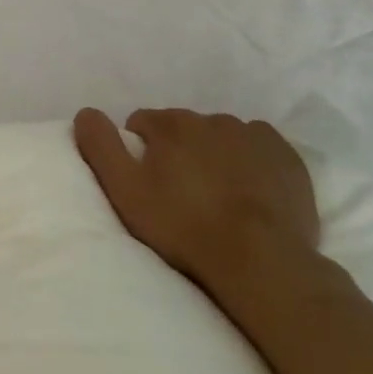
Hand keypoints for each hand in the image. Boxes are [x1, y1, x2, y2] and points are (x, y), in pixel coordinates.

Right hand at [74, 107, 320, 316]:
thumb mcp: (125, 190)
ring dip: (214, 156)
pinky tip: (249, 191)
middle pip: (183, 129)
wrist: (260, 260)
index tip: (147, 184)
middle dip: (178, 152)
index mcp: (171, 123)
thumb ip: (100, 146)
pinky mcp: (286, 156)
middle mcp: (211, 118)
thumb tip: (86, 112)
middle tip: (181, 195)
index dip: (140, 152)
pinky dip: (250, 161)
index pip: (142, 124)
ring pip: (221, 137)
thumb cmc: (183, 226)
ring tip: (216, 197)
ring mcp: (253, 135)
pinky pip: (258, 148)